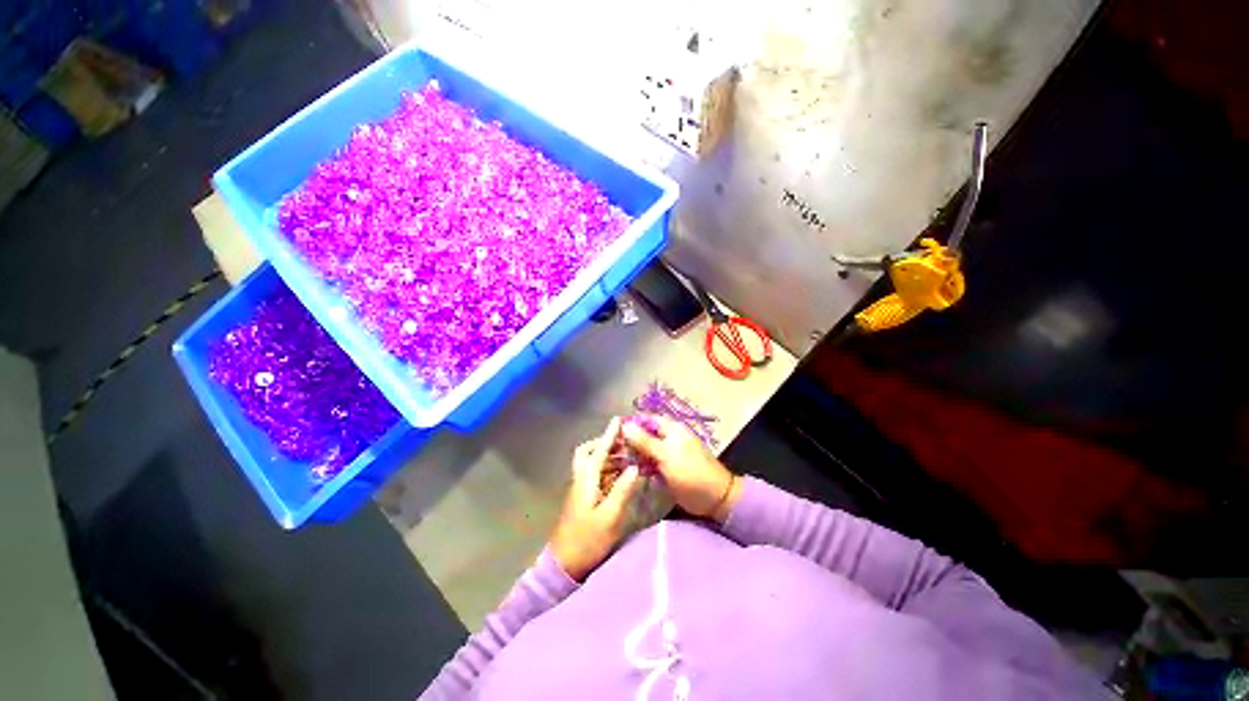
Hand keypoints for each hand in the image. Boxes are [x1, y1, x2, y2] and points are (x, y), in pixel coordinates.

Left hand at [550, 418, 644, 580]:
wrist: (564, 565)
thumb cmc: (588, 540)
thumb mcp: (610, 517)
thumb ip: (622, 490)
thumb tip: (634, 467)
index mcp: (586, 480)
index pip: (598, 451)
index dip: (609, 435)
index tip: (618, 420)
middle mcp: (581, 480)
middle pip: (587, 453)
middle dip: (603, 443)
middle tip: (622, 443)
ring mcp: (580, 489)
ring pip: (591, 463)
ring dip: (606, 456)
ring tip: (627, 456)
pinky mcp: (582, 498)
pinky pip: (594, 475)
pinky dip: (606, 469)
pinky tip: (620, 476)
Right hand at [621, 416, 741, 521]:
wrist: (714, 498)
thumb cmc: (691, 472)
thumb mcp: (666, 455)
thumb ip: (644, 441)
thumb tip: (625, 425)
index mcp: (671, 429)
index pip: (646, 420)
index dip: (630, 424)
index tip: (612, 433)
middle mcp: (667, 438)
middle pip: (644, 435)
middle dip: (629, 442)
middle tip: (611, 452)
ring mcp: (667, 454)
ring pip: (645, 450)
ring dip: (633, 455)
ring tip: (615, 463)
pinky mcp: (666, 469)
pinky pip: (649, 464)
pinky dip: (640, 467)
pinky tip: (628, 472)